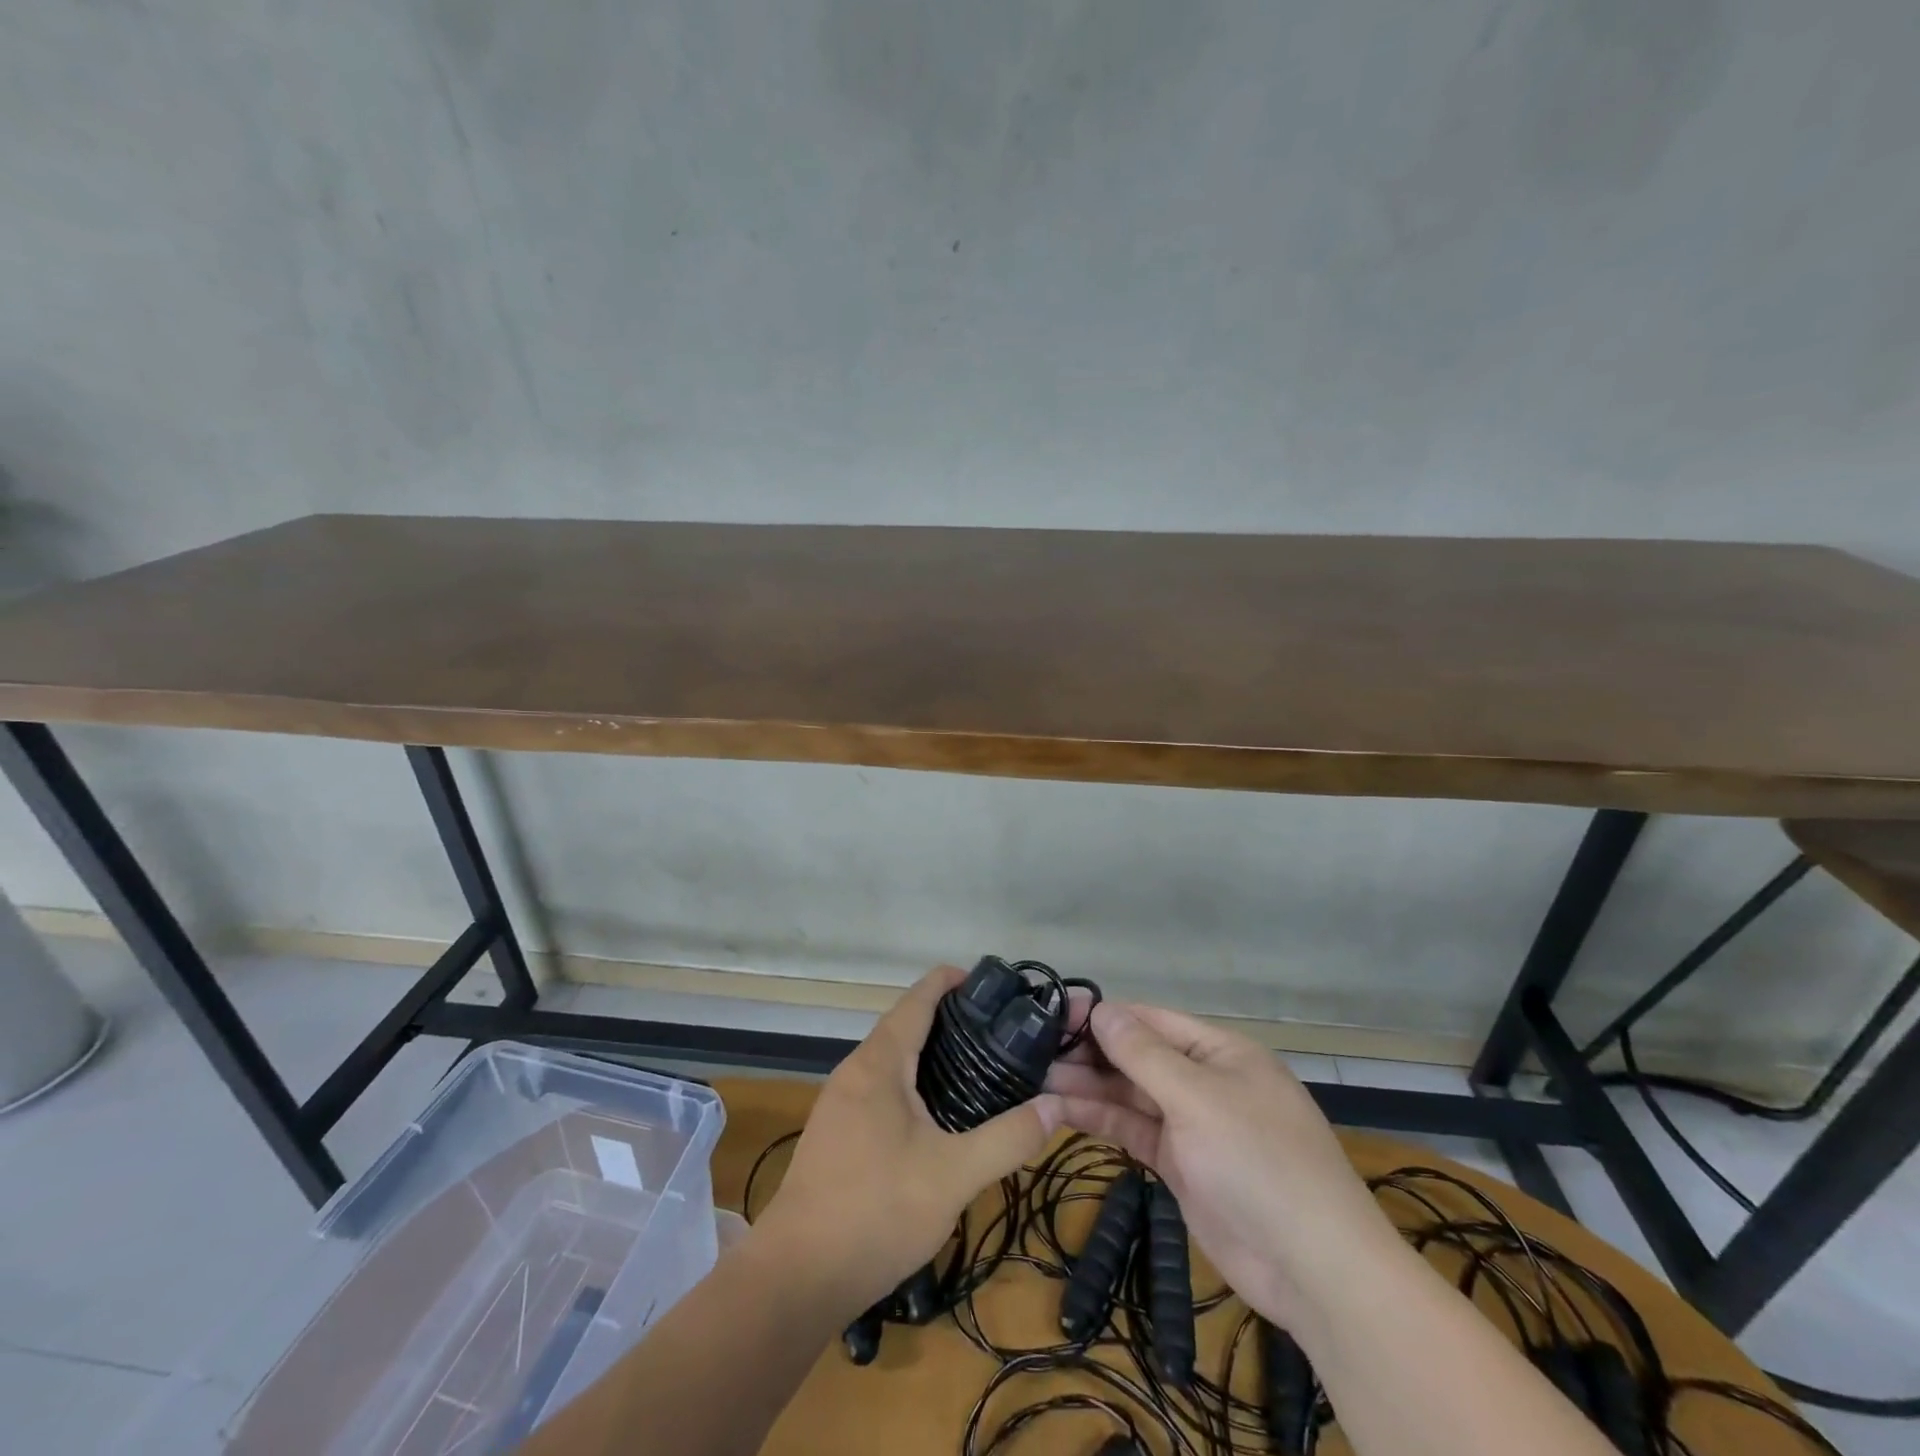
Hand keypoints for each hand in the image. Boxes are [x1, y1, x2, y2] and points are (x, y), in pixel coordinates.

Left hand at [753, 965, 1063, 1316]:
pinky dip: (913, 1082)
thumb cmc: (877, 1210)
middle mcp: (855, 1069)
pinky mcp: (836, 1132)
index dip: (952, 981)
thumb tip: (1055, 1106)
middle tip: (1000, 1032)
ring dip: (929, 1053)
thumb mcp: (954, 1175)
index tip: (993, 984)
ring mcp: (840, 1102)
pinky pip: (880, 1087)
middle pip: (905, 1024)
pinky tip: (938, 1114)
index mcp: (880, 1062)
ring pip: (891, 1059)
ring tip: (978, 1067)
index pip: (918, 999)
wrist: (797, 1276)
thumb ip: (1008, 1138)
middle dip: (949, 1019)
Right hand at [1044, 1001, 1400, 1329]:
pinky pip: (1135, 1130)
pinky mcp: (1181, 1165)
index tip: (1055, 1014)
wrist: (1313, 1269)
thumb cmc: (1258, 1161)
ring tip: (1038, 1078)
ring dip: (1089, 1086)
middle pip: (1139, 1056)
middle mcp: (1205, 1081)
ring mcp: (1193, 1125)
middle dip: (1092, 1052)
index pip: (1152, 1020)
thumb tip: (1102, 1009)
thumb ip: (1144, 1054)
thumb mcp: (1197, 1098)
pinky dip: (1102, 1120)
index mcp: (1221, 1052)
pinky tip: (1062, 1111)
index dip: (1105, 1015)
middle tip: (1035, 1050)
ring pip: (1132, 1094)